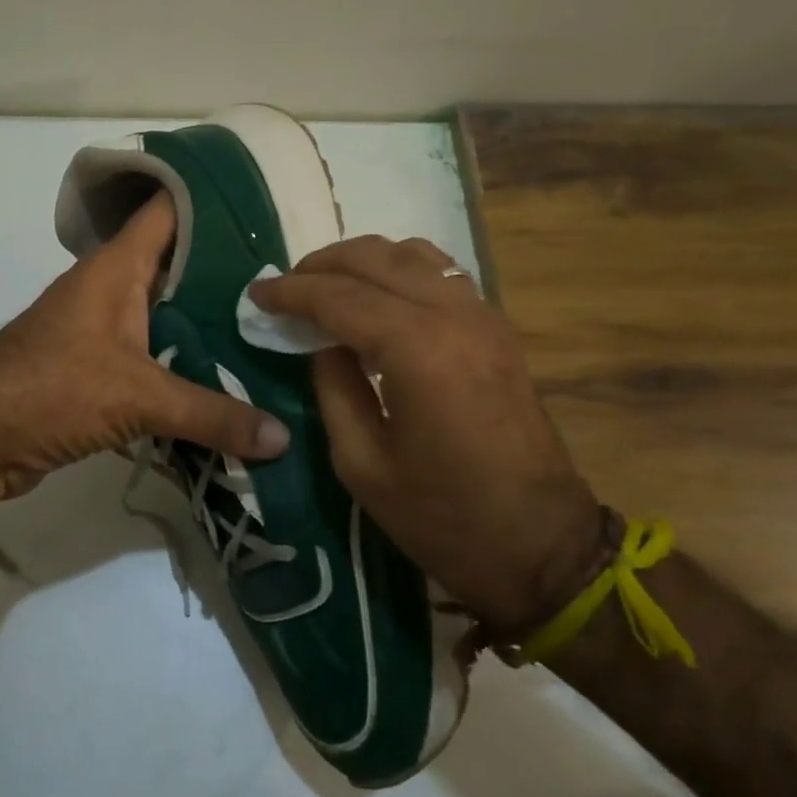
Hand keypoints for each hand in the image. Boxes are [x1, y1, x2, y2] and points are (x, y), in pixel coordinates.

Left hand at [0, 194, 289, 496]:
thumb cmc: (52, 389)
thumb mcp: (138, 397)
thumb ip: (213, 414)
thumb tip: (284, 438)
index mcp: (117, 268)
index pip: (168, 209)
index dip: (211, 199)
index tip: (264, 206)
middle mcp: (111, 289)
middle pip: (178, 266)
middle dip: (228, 272)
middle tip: (286, 282)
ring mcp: (104, 330)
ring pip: (168, 314)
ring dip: (210, 323)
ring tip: (269, 330)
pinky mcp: (99, 370)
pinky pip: (156, 355)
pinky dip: (187, 362)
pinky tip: (227, 377)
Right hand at [250, 237, 603, 639]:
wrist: (540, 543)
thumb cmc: (442, 516)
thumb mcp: (361, 463)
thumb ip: (333, 388)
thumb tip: (320, 343)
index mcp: (417, 349)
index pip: (340, 296)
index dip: (291, 291)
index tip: (256, 293)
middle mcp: (453, 315)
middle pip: (376, 258)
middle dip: (321, 265)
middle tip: (285, 287)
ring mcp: (483, 316)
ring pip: (412, 253)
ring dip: (362, 261)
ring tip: (326, 286)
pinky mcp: (497, 328)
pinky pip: (440, 273)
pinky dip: (399, 270)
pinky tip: (377, 298)